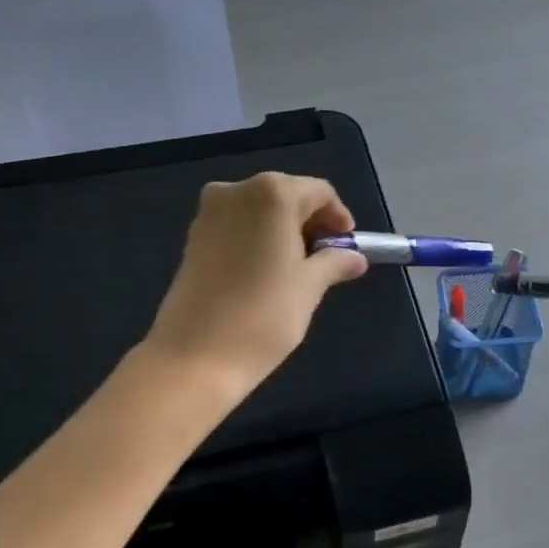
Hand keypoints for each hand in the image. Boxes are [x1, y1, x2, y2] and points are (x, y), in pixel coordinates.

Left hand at [146, 172, 367, 391]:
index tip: (347, 246)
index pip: (319, 192)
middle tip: (327, 258)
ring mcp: (209, 212)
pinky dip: (258, 239)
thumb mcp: (309, 287)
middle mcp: (237, 190)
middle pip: (287, 195)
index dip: (338, 217)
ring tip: (298, 268)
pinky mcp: (193, 236)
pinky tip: (267, 271)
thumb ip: (335, 263)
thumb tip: (355, 258)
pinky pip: (237, 226)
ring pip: (260, 210)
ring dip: (283, 231)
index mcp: (272, 193)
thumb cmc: (264, 315)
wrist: (194, 357)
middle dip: (310, 223)